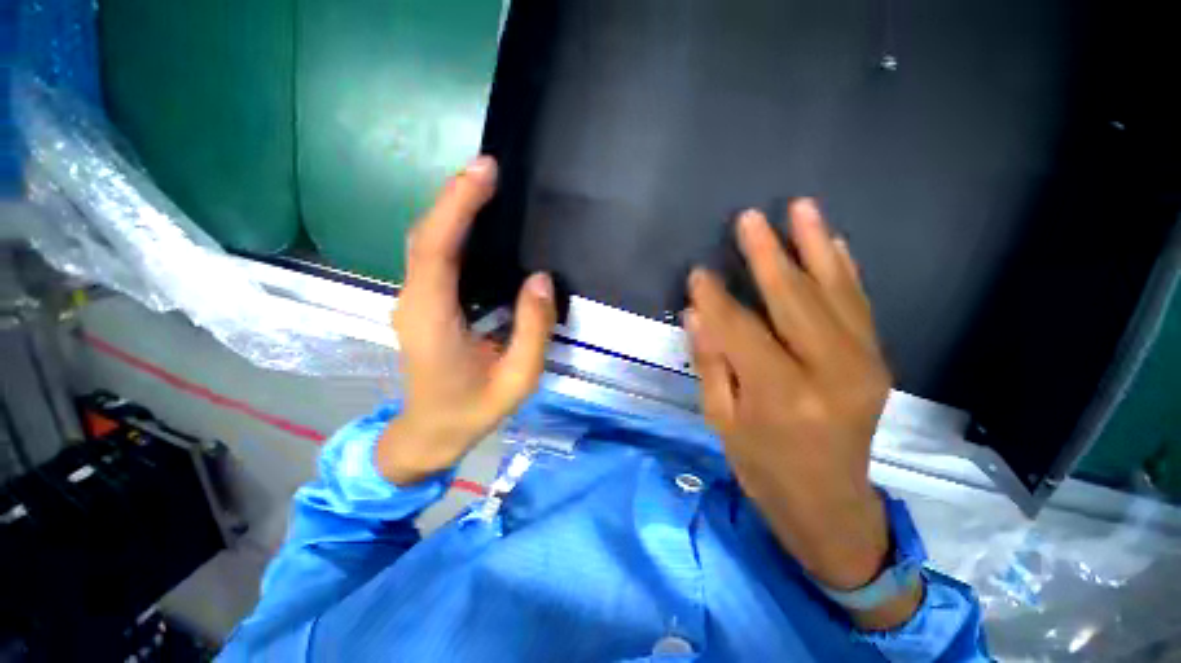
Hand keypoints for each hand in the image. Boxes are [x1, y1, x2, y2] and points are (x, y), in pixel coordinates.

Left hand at [379, 156, 556, 483]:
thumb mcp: (517, 378)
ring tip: (486, 187)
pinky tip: (477, 225)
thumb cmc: (473, 410)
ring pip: (427, 243)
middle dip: (455, 197)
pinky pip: (434, 257)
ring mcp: (414, 300)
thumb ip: (532, 329)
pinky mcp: (422, 303)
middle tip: (489, 170)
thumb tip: (541, 279)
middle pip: (426, 236)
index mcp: (432, 319)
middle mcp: (414, 300)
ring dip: (453, 210)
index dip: (457, 205)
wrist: (430, 433)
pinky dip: (452, 231)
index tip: (484, 172)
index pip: (437, 249)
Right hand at [685, 200, 918, 628]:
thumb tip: (697, 312)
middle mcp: (828, 372)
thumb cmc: (764, 466)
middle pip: (794, 299)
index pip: (740, 329)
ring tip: (800, 207)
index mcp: (780, 394)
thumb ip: (711, 362)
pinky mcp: (877, 362)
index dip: (715, 297)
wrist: (830, 503)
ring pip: (835, 292)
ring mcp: (863, 364)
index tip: (698, 271)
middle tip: (748, 218)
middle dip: (767, 255)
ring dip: (814, 246)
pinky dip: (845, 270)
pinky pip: (860, 305)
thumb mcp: (722, 420)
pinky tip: (833, 243)